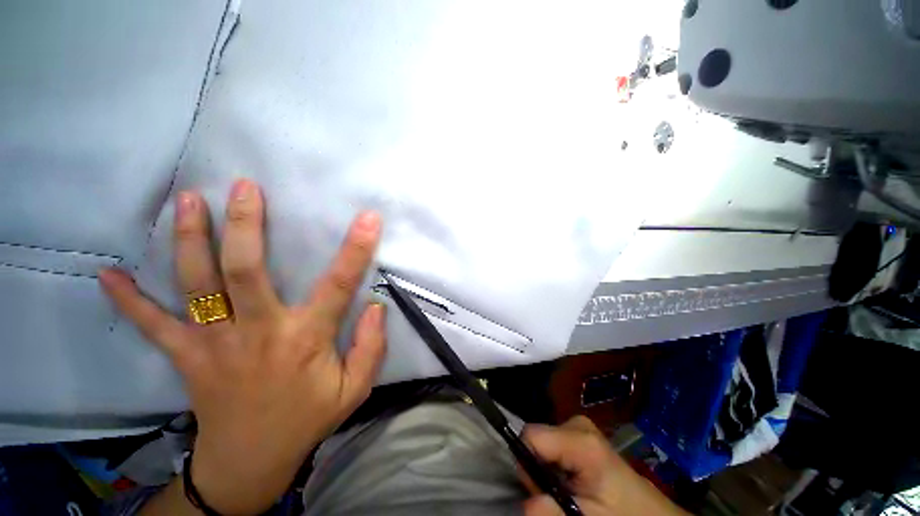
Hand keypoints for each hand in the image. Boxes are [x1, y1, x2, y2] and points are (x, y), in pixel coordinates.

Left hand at [100, 179, 386, 514]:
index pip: (338, 285)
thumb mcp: (354, 389)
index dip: (356, 249)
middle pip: (246, 271)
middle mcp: (259, 333)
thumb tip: (376, 307)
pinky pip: (153, 325)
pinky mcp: (187, 357)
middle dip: (246, 225)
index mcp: (306, 340)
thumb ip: (371, 347)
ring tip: (187, 200)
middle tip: (243, 187)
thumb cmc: (307, 419)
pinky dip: (129, 300)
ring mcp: (214, 344)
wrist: (250, 463)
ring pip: (197, 286)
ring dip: (190, 240)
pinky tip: (108, 275)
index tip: (368, 218)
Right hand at [522, 416, 688, 515]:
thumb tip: (527, 502)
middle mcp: (577, 423)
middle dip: (539, 468)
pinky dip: (556, 464)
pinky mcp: (580, 432)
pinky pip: (552, 444)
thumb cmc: (621, 515)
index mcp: (580, 439)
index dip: (528, 463)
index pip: (530, 435)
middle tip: (561, 493)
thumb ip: (553, 510)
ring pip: (542, 442)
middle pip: (536, 439)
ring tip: (571, 489)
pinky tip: (573, 480)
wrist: (650, 512)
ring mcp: (580, 425)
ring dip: (548, 469)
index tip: (542, 488)